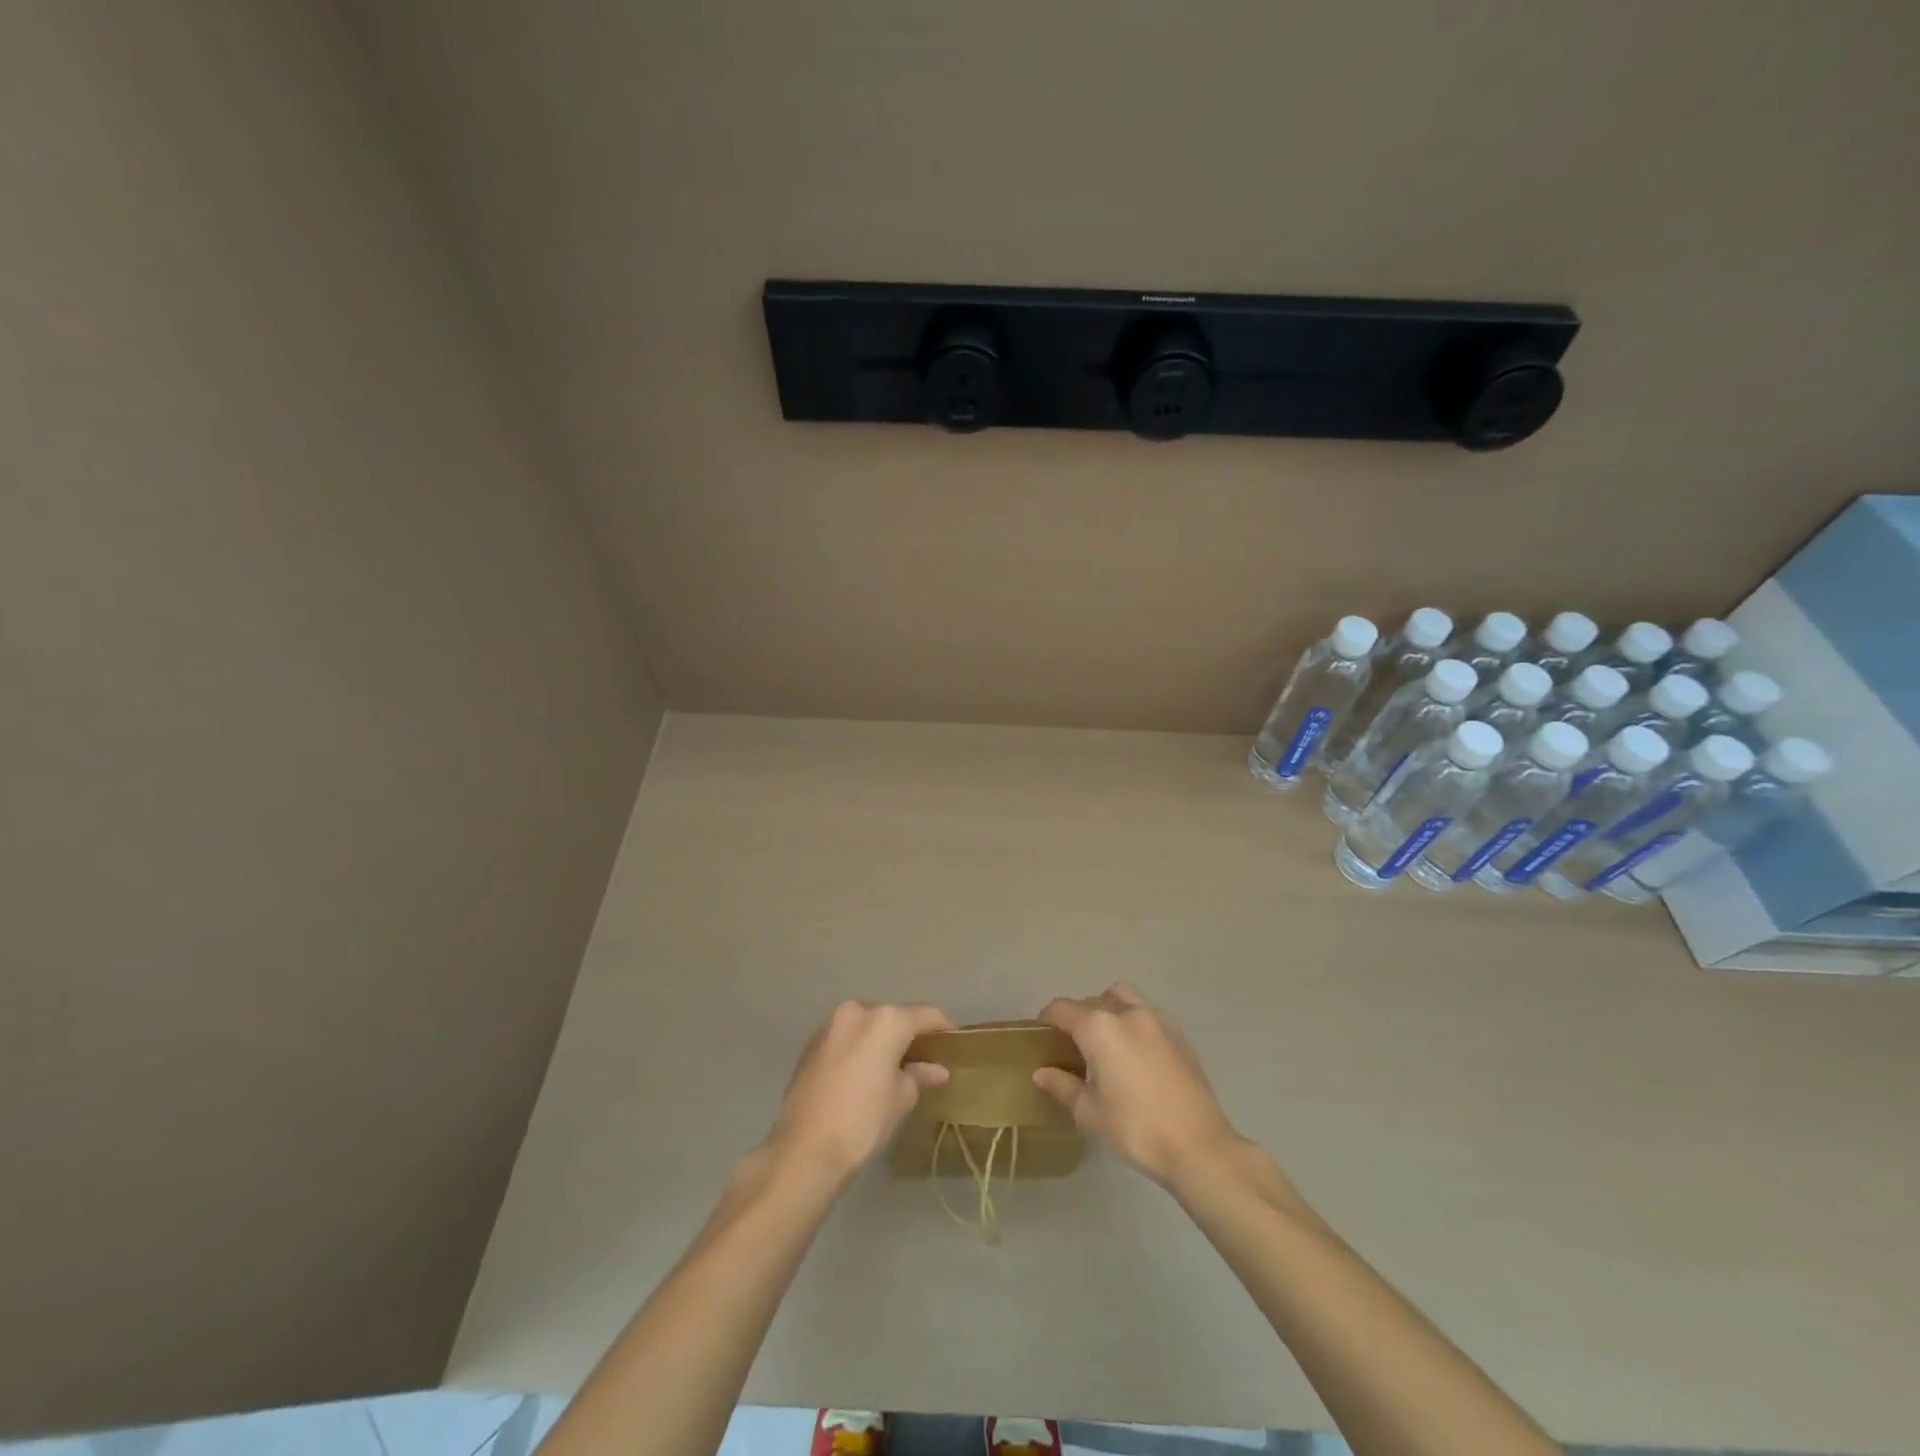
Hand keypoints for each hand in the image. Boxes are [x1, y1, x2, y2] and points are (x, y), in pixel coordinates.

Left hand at [769, 1000, 953, 1181]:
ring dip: (881, 1041)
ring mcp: (830, 1025)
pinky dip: (859, 1048)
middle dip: (909, 1035)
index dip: (943, 1029)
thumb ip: (920, 1075)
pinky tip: (864, 1074)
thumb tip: (936, 1070)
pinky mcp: (812, 1043)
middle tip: (923, 1060)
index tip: (953, 1045)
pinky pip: (846, 1038)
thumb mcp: (901, 1098)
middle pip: (893, 1017)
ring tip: (893, 1068)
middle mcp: (857, 1011)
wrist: (805, 1149)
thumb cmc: (863, 1120)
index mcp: (885, 1019)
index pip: (926, 1015)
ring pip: (866, 1026)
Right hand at [1034, 983, 1241, 1186]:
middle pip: (1091, 1002)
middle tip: (1071, 1048)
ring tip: (1105, 1042)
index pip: (1062, 1009)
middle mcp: (1126, 1013)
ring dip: (1107, 1009)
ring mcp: (1156, 1020)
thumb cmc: (1136, 1129)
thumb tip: (1042, 1072)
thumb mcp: (1090, 1112)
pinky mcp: (1178, 1034)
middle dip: (1077, 1018)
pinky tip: (1135, 1054)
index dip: (1047, 1019)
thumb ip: (1063, 1086)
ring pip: (1122, 998)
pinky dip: (1133, 1022)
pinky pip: (1146, 1014)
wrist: (1199, 1146)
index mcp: (1099, 1027)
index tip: (1041, 1037)